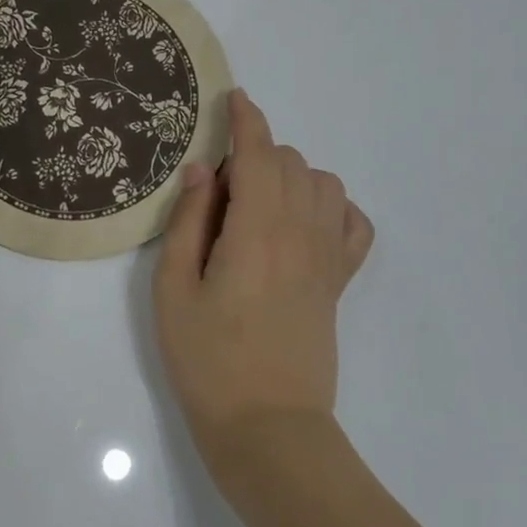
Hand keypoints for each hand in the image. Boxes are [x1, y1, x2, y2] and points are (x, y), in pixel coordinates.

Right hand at [153, 90, 374, 484]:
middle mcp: (300, 232)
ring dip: (291, 174)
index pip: (257, 154)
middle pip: (289, 162)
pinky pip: (353, 223)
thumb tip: (202, 169)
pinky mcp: (339, 281)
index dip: (246, 119)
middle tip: (219, 191)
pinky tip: (305, 222)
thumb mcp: (173, 290)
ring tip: (259, 204)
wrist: (268, 429)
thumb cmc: (208, 361)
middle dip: (256, 153)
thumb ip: (188, 221)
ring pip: (323, 182)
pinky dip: (332, 206)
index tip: (234, 98)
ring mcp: (326, 257)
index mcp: (256, 230)